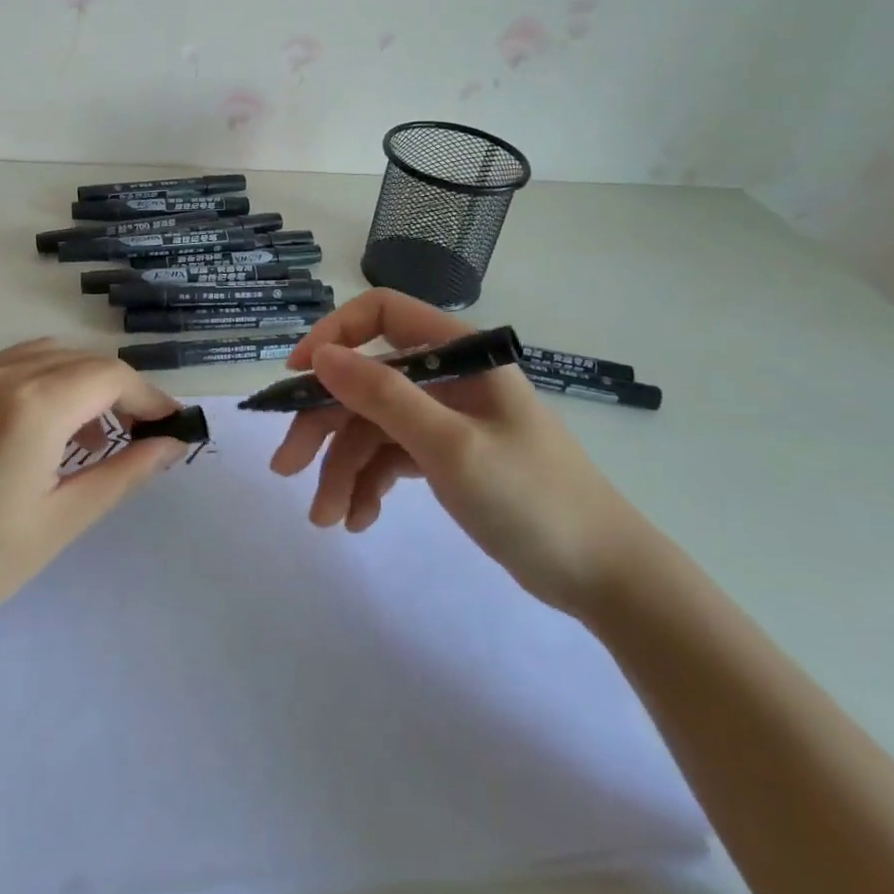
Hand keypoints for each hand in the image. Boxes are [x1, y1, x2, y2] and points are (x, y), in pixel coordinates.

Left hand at [0, 340, 189, 641]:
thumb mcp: (62, 521)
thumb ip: (124, 473)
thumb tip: (172, 444)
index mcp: (31, 407)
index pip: (109, 376)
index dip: (147, 395)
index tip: (169, 424)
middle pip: (78, 359)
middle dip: (116, 388)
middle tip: (136, 433)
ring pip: (40, 356)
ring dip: (77, 381)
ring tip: (89, 435)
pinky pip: (3, 370)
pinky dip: (38, 384)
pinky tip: (37, 433)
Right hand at [270, 290, 651, 615]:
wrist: (606, 579)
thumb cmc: (533, 499)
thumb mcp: (451, 446)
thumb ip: (383, 395)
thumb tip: (320, 355)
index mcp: (459, 353)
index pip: (382, 314)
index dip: (333, 336)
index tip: (297, 377)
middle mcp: (448, 377)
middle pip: (366, 381)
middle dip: (325, 425)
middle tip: (287, 468)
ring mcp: (446, 418)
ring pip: (373, 427)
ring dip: (343, 469)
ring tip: (326, 519)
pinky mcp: (446, 457)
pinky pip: (392, 457)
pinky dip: (370, 484)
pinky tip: (359, 519)